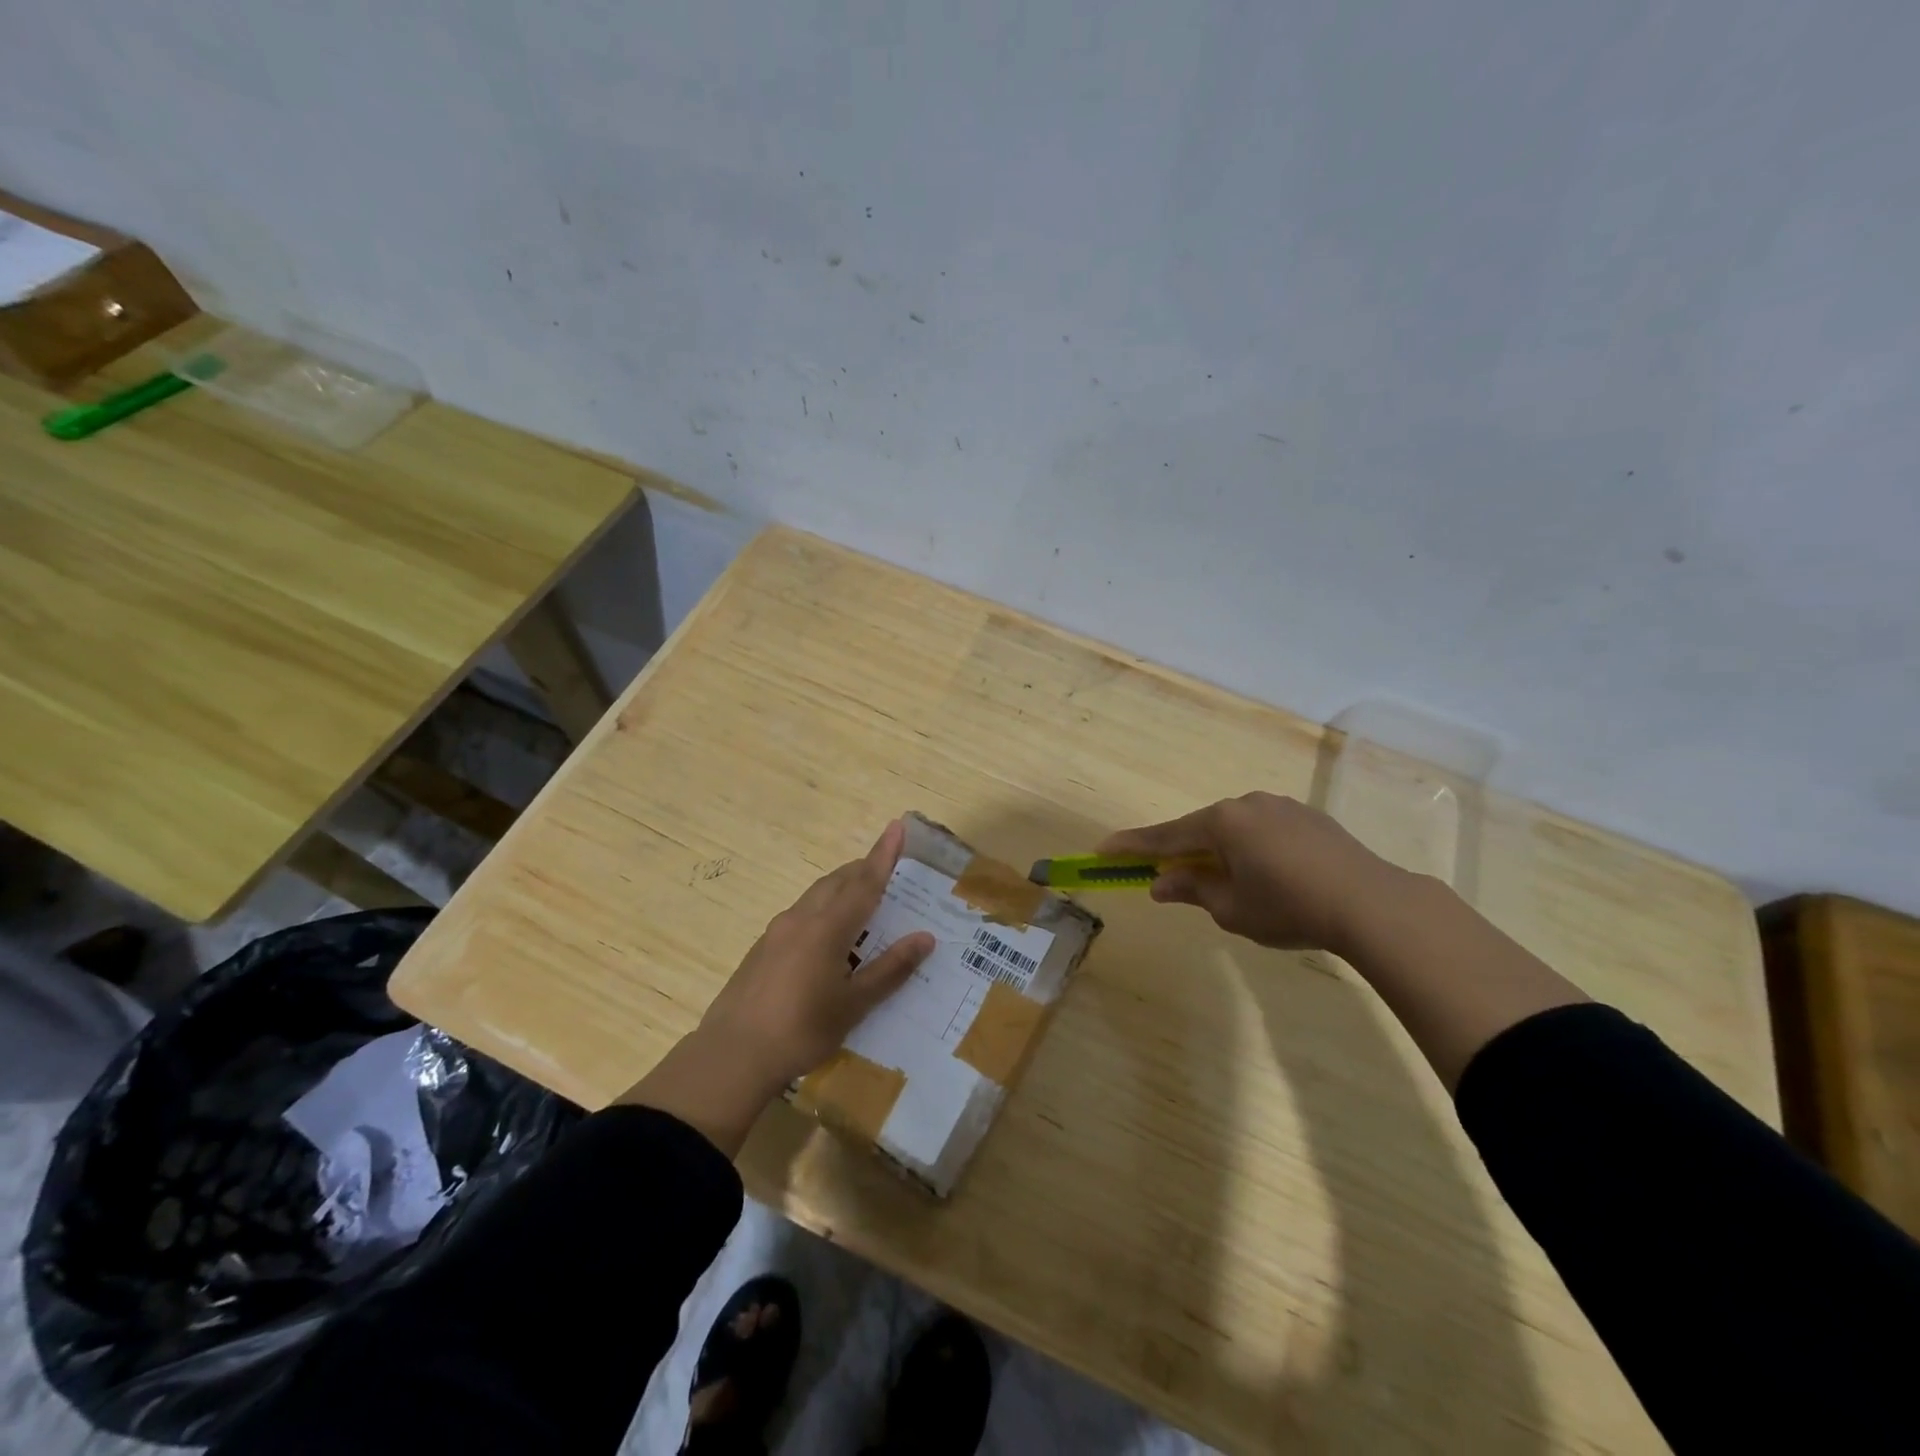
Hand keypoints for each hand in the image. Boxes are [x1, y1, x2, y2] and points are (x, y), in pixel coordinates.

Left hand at [699, 818, 934, 1090]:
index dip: (883, 854)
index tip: (897, 826)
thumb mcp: (854, 1004)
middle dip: (863, 869)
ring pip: (816, 896)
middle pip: (837, 882)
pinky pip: (801, 915)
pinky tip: (828, 940)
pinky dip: (823, 911)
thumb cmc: (801, 1030)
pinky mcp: (762, 949)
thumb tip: (925, 938)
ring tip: (862, 902)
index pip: (864, 882)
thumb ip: (890, 969)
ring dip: (841, 889)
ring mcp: (777, 932)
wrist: (732, 1056)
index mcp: (827, 928)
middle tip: (887, 869)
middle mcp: (801, 919)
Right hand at [1099, 792, 1405, 953]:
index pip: (1165, 836)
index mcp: (1221, 822)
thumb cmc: (1289, 907)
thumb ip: (1192, 889)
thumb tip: (1161, 882)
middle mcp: (1246, 804)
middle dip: (1183, 853)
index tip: (1102, 849)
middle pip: (1201, 829)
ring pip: (1235, 829)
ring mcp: (1281, 807)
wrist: (1371, 903)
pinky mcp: (1309, 818)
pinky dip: (1253, 849)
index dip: (1132, 846)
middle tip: (1168, 877)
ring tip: (1228, 883)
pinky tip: (1269, 876)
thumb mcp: (1231, 908)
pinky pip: (1265, 831)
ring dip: (1221, 851)